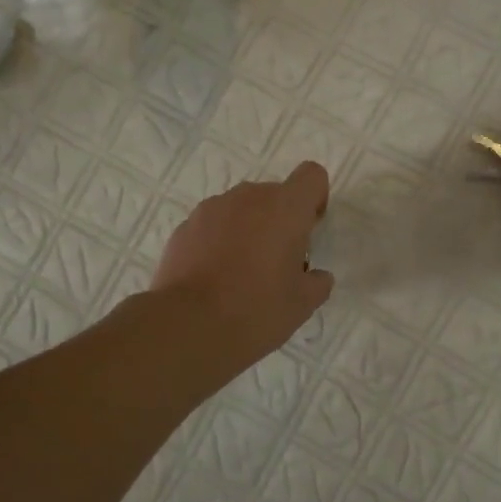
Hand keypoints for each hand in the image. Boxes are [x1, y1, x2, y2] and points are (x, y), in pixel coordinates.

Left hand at [152, 162, 334, 372]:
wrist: (188, 325)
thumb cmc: (256, 310)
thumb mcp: (302, 304)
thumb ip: (316, 282)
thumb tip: (315, 276)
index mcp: (285, 208)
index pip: (311, 176)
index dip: (315, 199)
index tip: (308, 232)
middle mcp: (248, 197)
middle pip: (274, 194)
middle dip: (280, 220)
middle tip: (277, 263)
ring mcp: (211, 209)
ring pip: (240, 209)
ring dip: (248, 229)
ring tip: (241, 272)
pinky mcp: (184, 227)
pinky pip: (212, 225)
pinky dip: (218, 241)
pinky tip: (214, 278)